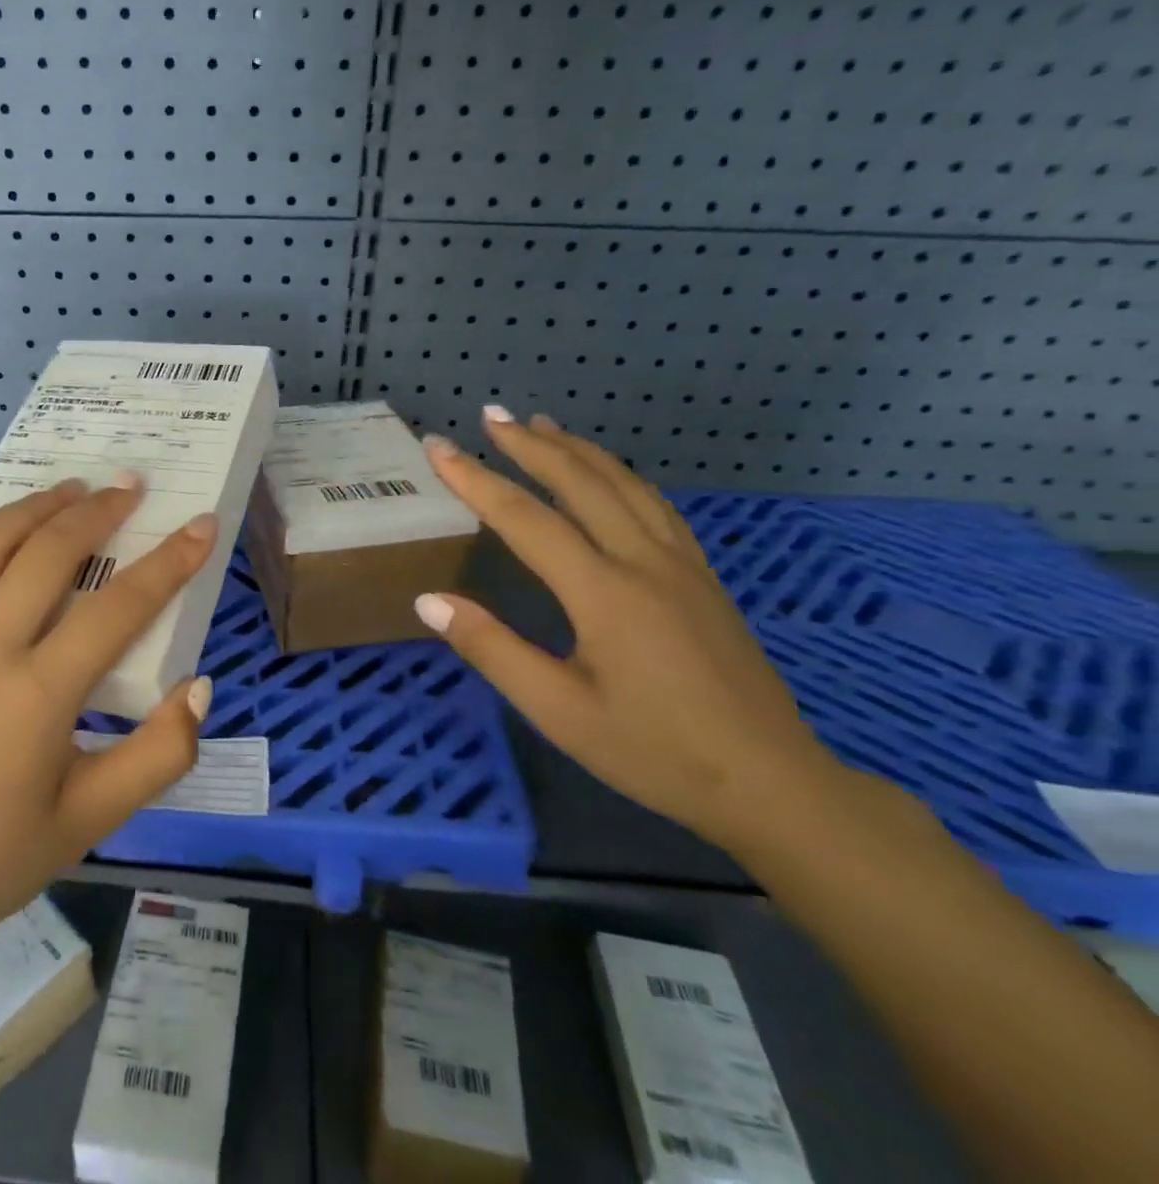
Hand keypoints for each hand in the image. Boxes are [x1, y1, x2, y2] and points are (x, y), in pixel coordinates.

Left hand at [0, 478, 217, 977]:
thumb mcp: (90, 823)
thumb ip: (157, 756)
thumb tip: (198, 687)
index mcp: (39, 692)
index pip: (121, 606)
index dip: (170, 561)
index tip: (200, 525)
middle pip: (48, 552)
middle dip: (97, 511)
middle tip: (128, 487)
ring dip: (28, 510)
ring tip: (63, 491)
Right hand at [415, 408, 839, 852]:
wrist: (771, 783)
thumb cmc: (654, 752)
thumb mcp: (559, 711)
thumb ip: (492, 649)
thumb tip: (427, 600)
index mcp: (603, 591)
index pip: (525, 518)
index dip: (474, 479)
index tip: (437, 447)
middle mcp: (643, 560)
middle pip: (580, 482)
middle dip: (530, 444)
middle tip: (491, 415)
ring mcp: (681, 564)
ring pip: (624, 484)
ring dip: (576, 449)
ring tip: (541, 425)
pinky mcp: (702, 577)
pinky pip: (654, 504)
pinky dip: (619, 474)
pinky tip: (609, 475)